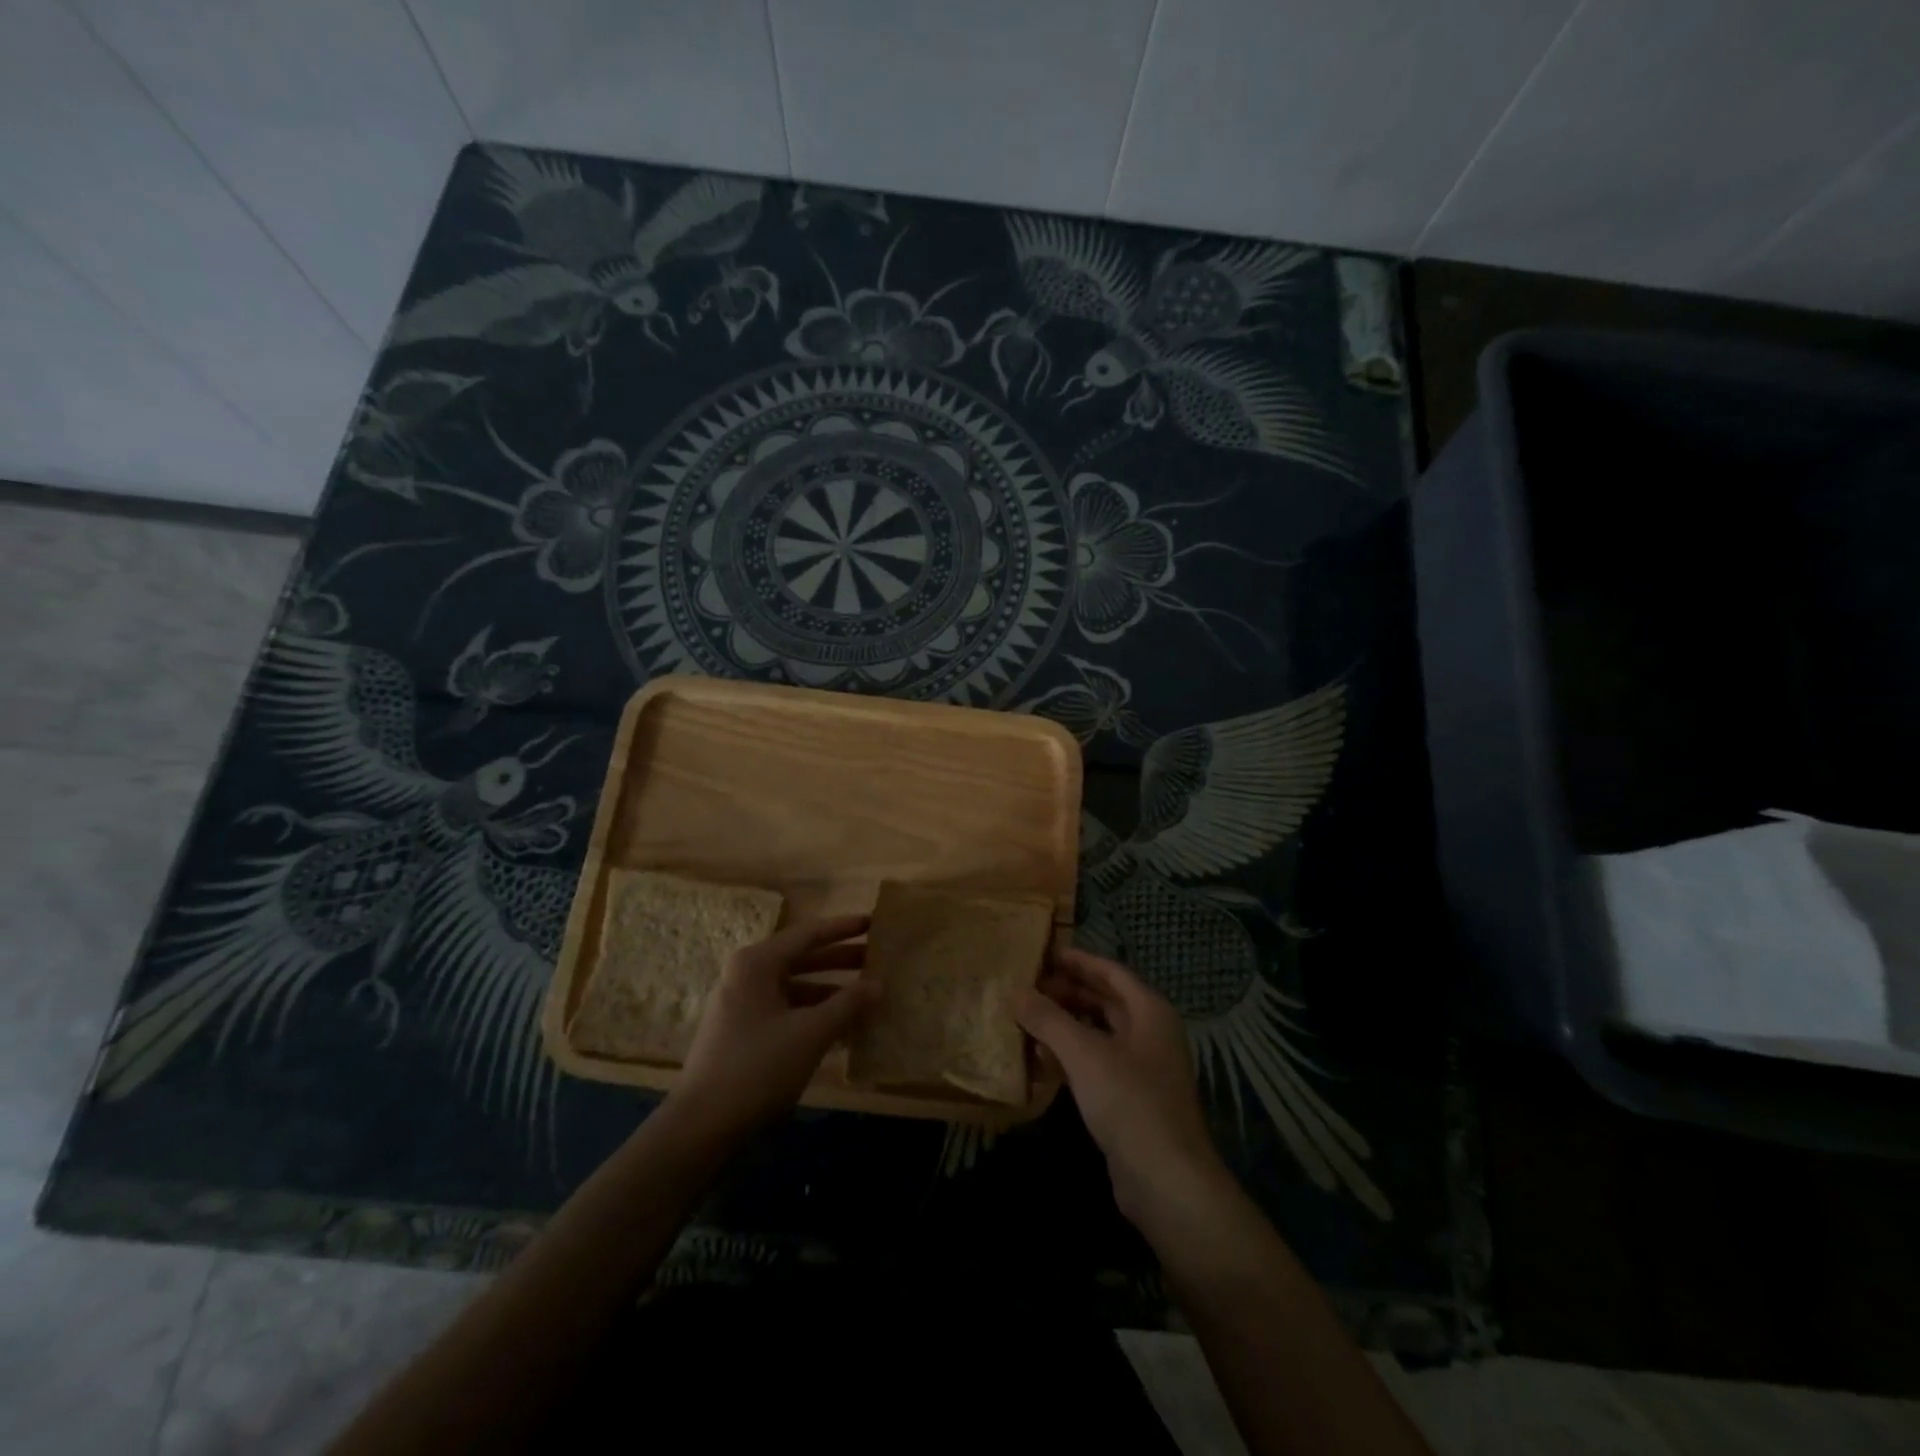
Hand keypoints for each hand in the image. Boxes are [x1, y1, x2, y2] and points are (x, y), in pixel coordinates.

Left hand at [670, 915, 878, 1140]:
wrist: (701, 1126)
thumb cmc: (757, 1067)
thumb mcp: (810, 1033)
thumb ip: (848, 1004)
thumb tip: (879, 984)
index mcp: (757, 963)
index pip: (809, 934)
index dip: (844, 928)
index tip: (874, 922)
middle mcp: (747, 976)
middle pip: (802, 959)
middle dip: (841, 960)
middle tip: (878, 958)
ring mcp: (743, 1006)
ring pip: (796, 988)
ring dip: (831, 992)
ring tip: (869, 996)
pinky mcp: (744, 1034)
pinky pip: (787, 1012)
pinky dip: (815, 1015)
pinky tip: (845, 1029)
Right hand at [1017, 948, 1224, 1222]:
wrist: (1166, 1181)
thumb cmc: (1129, 1101)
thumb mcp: (1084, 1053)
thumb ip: (1048, 1019)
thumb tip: (1016, 991)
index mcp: (1149, 1011)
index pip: (1111, 971)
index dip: (1078, 960)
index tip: (1044, 953)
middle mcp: (1150, 1033)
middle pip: (1105, 1001)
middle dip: (1068, 992)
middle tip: (1028, 986)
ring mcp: (1142, 1069)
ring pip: (1098, 1033)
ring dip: (1065, 1025)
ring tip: (1027, 1018)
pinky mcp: (1130, 1100)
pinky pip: (1096, 1064)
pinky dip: (1070, 1057)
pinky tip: (1040, 1060)